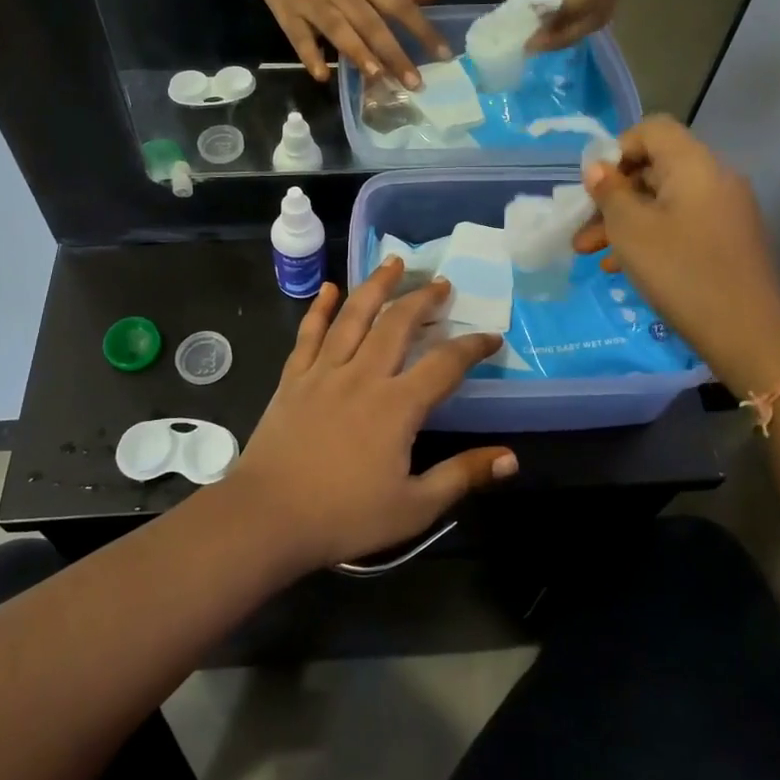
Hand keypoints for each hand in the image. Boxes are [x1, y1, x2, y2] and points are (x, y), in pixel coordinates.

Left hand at [223, 264, 515, 571]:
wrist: (267, 517)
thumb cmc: (344, 517)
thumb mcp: (414, 507)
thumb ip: (462, 476)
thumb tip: (511, 458)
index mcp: (396, 406)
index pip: (444, 364)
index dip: (472, 347)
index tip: (491, 337)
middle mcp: (362, 376)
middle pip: (397, 324)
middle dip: (423, 299)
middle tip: (442, 283)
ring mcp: (323, 372)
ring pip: (353, 316)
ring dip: (376, 286)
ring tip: (393, 262)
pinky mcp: (293, 379)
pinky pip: (309, 334)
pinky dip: (320, 308)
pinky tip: (329, 289)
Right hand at [241, 0, 449, 87]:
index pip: (399, 4)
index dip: (423, 29)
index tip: (443, 55)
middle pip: (372, 24)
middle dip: (395, 54)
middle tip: (414, 83)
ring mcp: (314, 3)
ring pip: (339, 30)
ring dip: (358, 53)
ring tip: (377, 77)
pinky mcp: (287, 14)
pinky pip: (300, 37)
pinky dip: (310, 55)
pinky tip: (322, 75)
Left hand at [517, 0, 634, 51]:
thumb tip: (542, 5)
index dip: (567, 14)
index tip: (537, 32)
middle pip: (602, 7)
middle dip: (567, 32)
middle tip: (535, 46)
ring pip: (604, 12)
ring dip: (572, 31)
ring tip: (541, 41)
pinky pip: (602, 6)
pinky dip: (578, 22)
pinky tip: (555, 27)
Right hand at [574, 115, 779, 389]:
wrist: (745, 331)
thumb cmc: (680, 271)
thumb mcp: (630, 229)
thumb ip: (609, 192)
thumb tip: (597, 167)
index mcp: (694, 164)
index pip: (652, 130)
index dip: (617, 149)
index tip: (594, 187)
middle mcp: (715, 178)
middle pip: (655, 168)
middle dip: (613, 196)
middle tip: (582, 229)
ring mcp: (725, 211)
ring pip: (663, 201)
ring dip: (624, 222)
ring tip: (590, 254)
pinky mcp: (727, 240)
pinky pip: (680, 224)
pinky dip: (649, 236)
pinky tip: (621, 267)